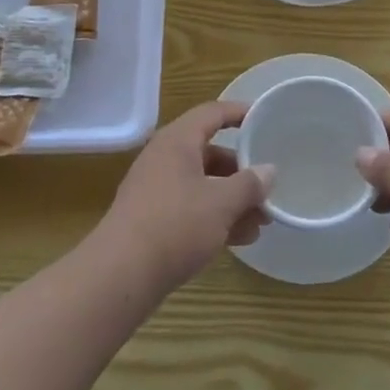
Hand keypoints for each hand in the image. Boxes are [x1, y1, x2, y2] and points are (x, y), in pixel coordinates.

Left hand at [97, 101, 273, 292]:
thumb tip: (268, 171)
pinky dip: (215, 217)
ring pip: (202, 185)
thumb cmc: (175, 225)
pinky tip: (239, 239)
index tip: (264, 118)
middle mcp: (164, 159)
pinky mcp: (152, 220)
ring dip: (232, 200)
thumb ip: (249, 184)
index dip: (239, 112)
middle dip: (241, 171)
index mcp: (177, 142)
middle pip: (209, 153)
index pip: (212, 113)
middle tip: (268, 186)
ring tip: (262, 222)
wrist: (120, 276)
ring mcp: (155, 190)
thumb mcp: (221, 203)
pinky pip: (191, 208)